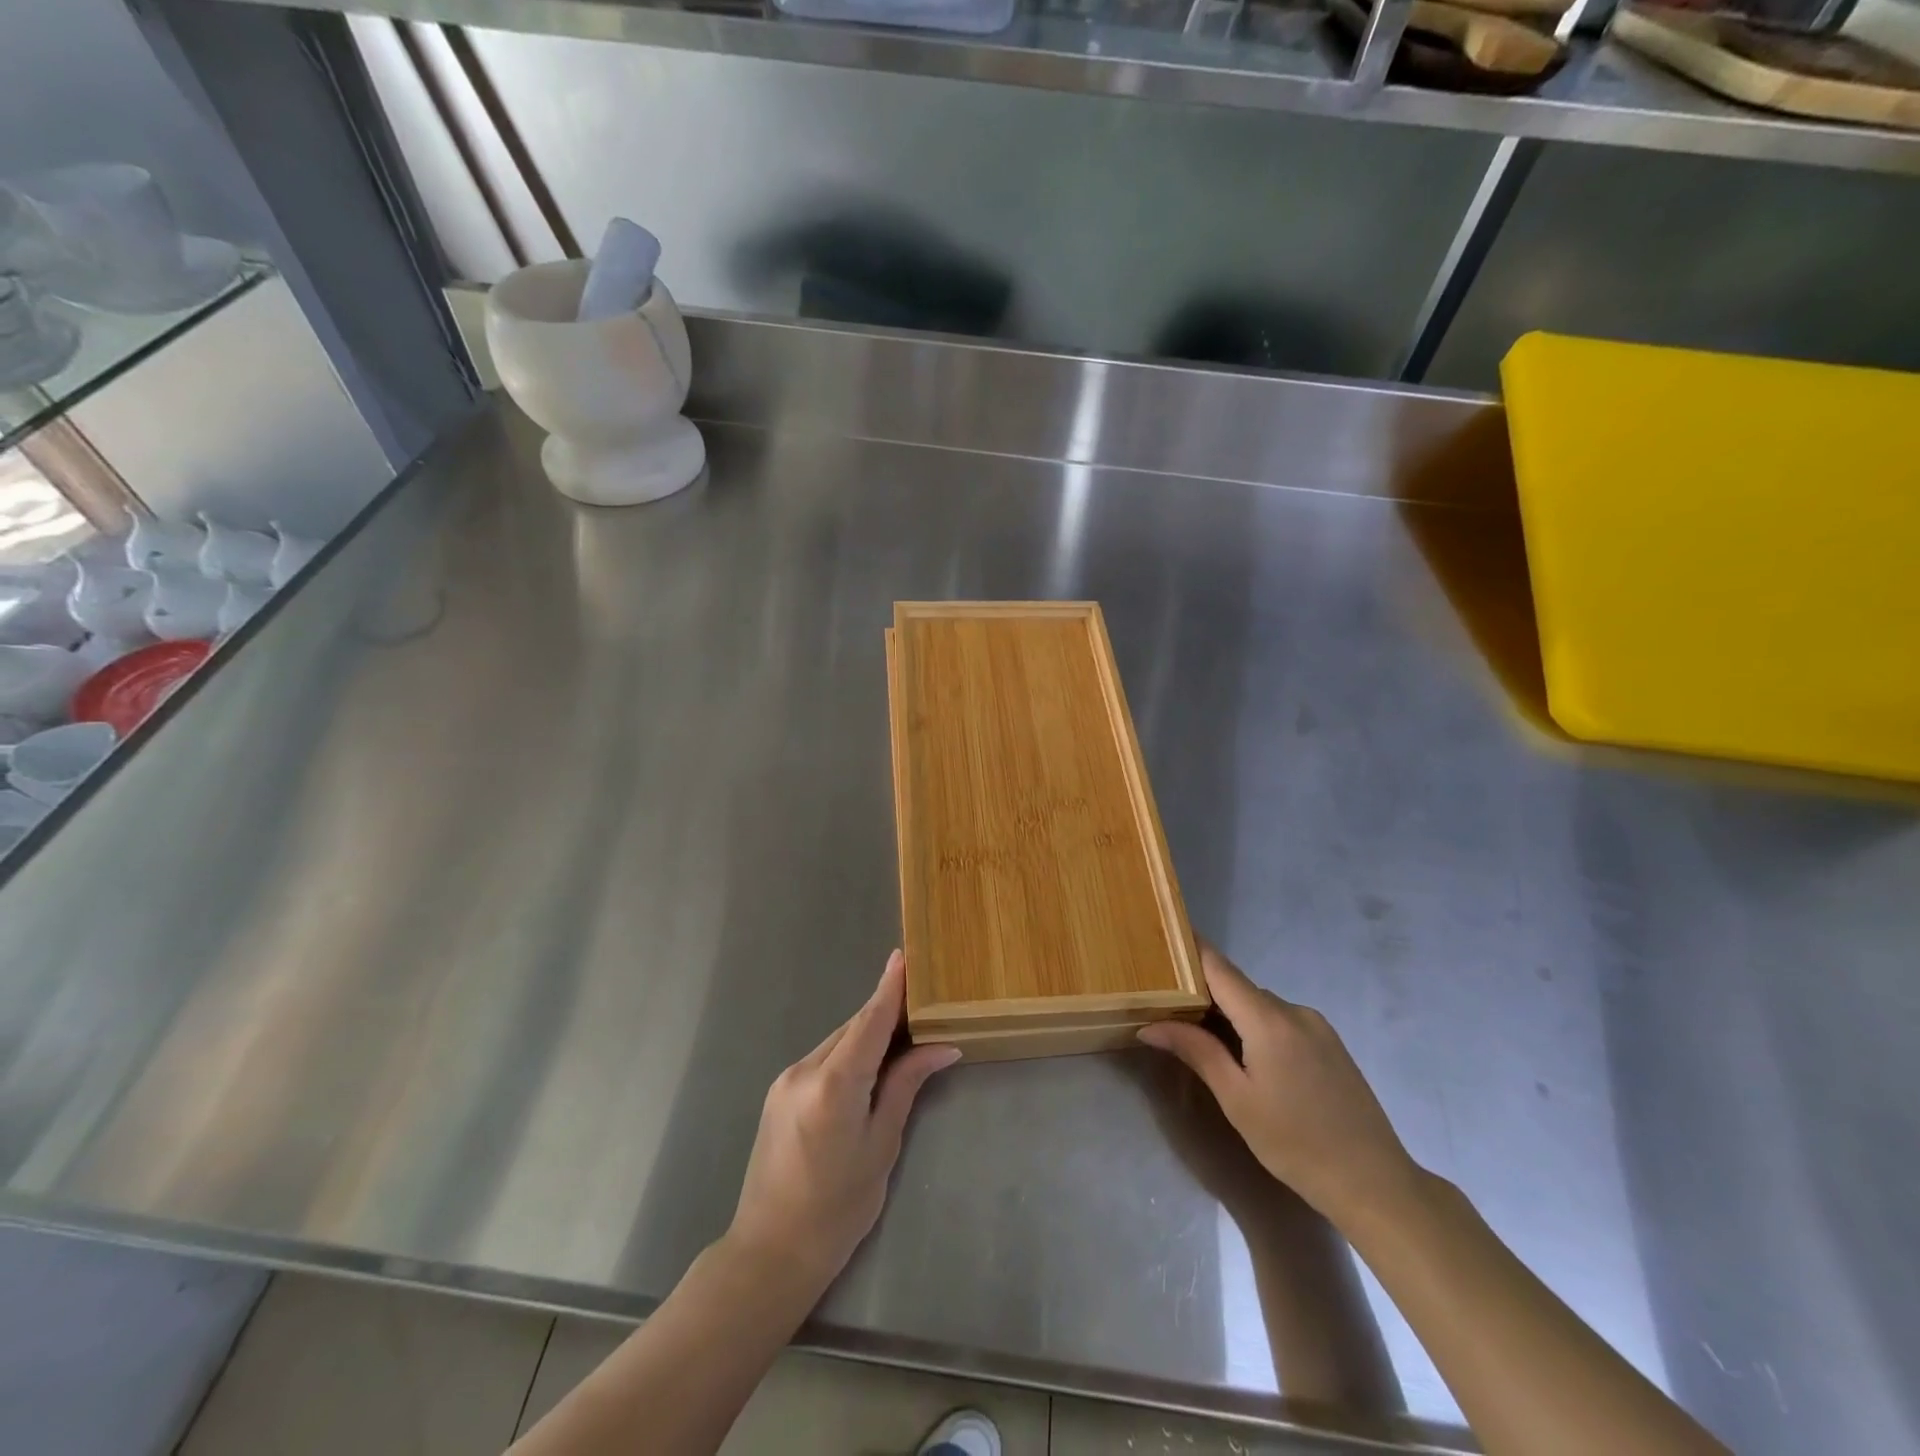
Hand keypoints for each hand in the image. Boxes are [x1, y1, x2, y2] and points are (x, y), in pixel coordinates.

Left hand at [727, 950, 959, 1298]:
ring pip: (839, 1041)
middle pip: (854, 1027)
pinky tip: (871, 1064)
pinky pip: (824, 1058)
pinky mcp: (780, 1091)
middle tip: (925, 1004)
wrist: (770, 1251)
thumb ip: (906, 1086)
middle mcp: (804, 1069)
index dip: (890, 987)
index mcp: (834, 1084)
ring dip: (870, 1034)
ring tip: (906, 1035)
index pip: (870, 1021)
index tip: (904, 955)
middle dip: (888, 1013)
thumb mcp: (882, 1145)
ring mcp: (787, 1078)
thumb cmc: (838, 1208)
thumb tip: (942, 1047)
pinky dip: (850, 1052)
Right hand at [1139, 943, 1421, 1230]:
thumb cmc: (1295, 1144)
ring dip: (1232, 1015)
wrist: (1374, 1183)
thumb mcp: (1236, 1099)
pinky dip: (1257, 1027)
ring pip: (1260, 1005)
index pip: (1219, 968)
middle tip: (1169, 1008)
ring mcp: (1317, 1026)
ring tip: (1205, 1040)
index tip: (1163, 939)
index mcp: (1268, 1019)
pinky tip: (1249, 1060)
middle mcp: (1294, 1010)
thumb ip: (1196, 1051)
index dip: (1190, 950)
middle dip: (1204, 994)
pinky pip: (1282, 1020)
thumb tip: (1151, 1025)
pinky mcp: (1330, 1043)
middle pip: (1238, 987)